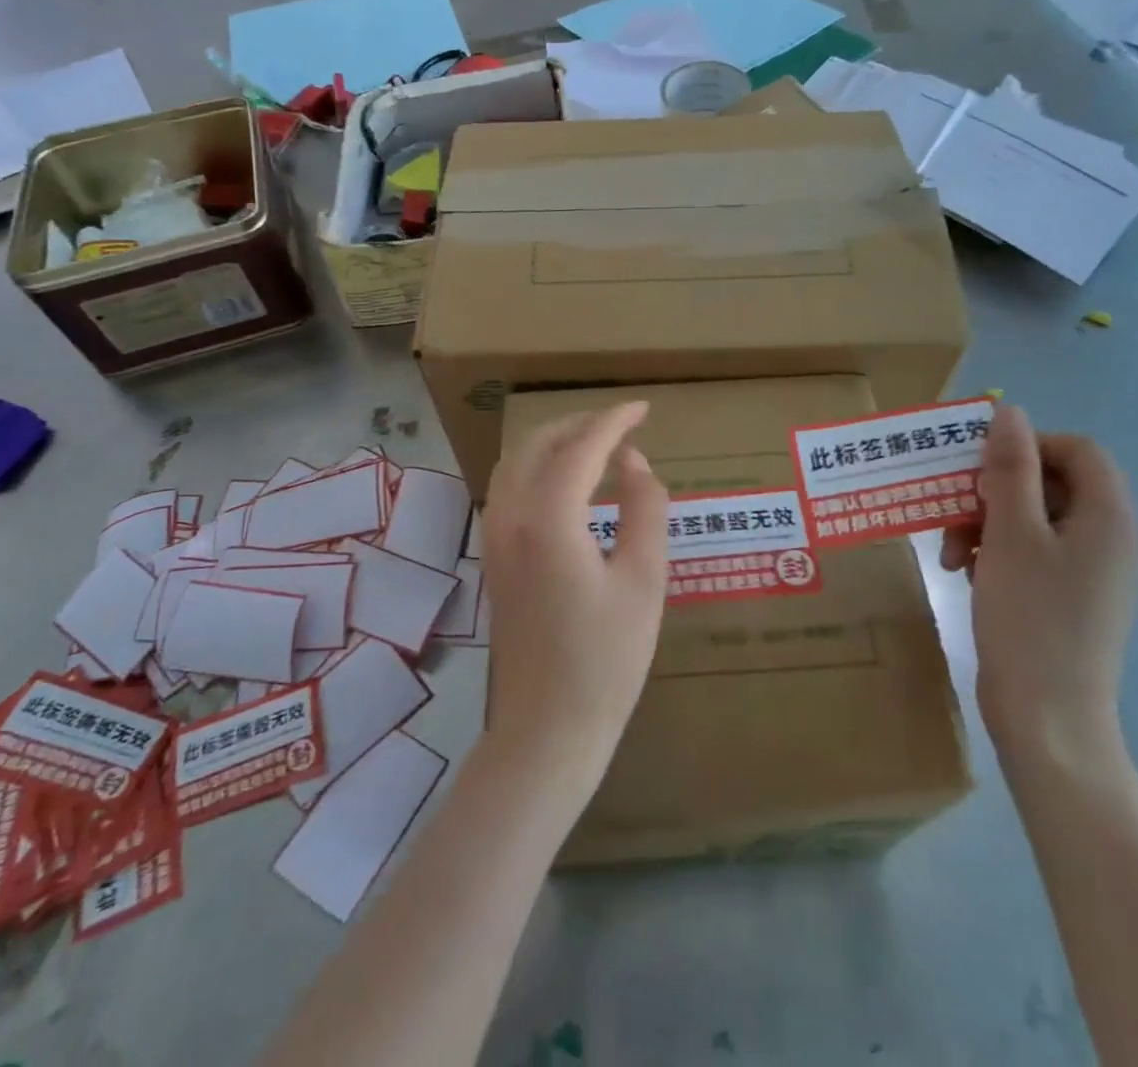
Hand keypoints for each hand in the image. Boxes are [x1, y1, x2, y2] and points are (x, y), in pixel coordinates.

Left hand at [479, 401, 668, 799]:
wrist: (547, 729)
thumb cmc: (606, 660)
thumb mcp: (644, 580)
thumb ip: (644, 509)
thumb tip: (634, 463)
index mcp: (549, 519)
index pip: (581, 447)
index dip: (614, 421)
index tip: (643, 408)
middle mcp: (510, 517)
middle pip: (539, 444)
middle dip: (581, 424)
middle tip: (623, 425)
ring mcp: (494, 538)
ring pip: (517, 463)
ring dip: (555, 442)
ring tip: (598, 445)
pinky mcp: (494, 558)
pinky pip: (510, 489)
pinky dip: (540, 468)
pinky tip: (569, 484)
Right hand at [941, 406, 1137, 761]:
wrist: (1047, 718)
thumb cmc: (1030, 617)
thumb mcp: (1011, 533)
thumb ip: (1011, 468)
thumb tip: (1011, 412)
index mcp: (1109, 517)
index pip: (1077, 450)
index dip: (1027, 446)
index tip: (979, 467)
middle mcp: (1109, 537)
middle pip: (1050, 483)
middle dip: (994, 490)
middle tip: (954, 510)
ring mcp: (1090, 571)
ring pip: (1033, 517)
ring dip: (985, 521)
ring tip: (950, 552)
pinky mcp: (1068, 596)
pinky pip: (1031, 551)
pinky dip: (995, 551)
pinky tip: (964, 572)